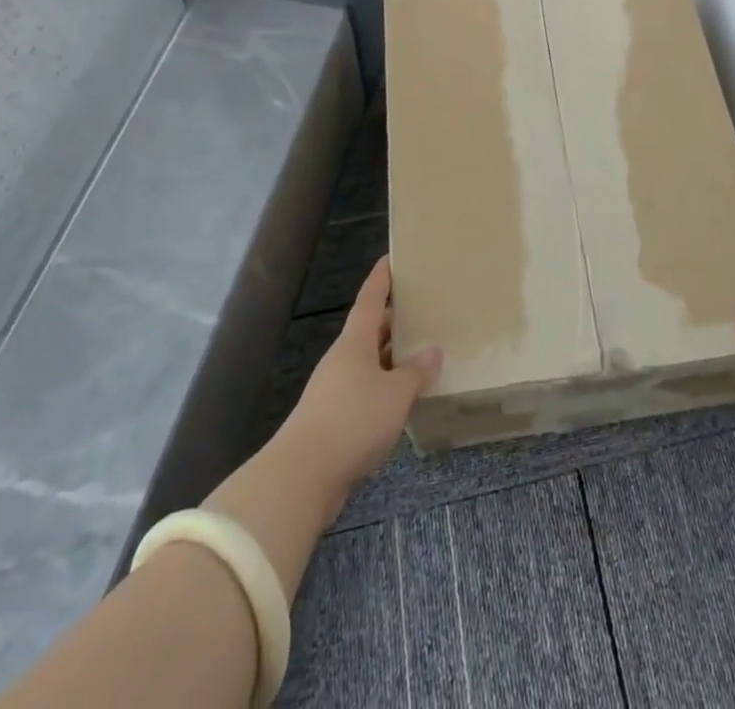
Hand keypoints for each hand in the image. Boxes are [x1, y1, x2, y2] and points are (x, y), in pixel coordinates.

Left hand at [282, 256, 441, 494]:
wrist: (302, 477)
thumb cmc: (353, 420)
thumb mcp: (396, 393)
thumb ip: (416, 372)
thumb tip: (433, 351)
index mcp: (355, 341)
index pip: (370, 298)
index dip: (382, 278)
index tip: (392, 258)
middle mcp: (342, 359)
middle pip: (370, 330)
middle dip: (394, 320)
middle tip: (423, 309)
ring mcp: (334, 389)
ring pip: (368, 362)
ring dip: (391, 357)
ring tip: (421, 353)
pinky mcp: (333, 419)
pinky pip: (365, 390)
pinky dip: (385, 387)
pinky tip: (403, 398)